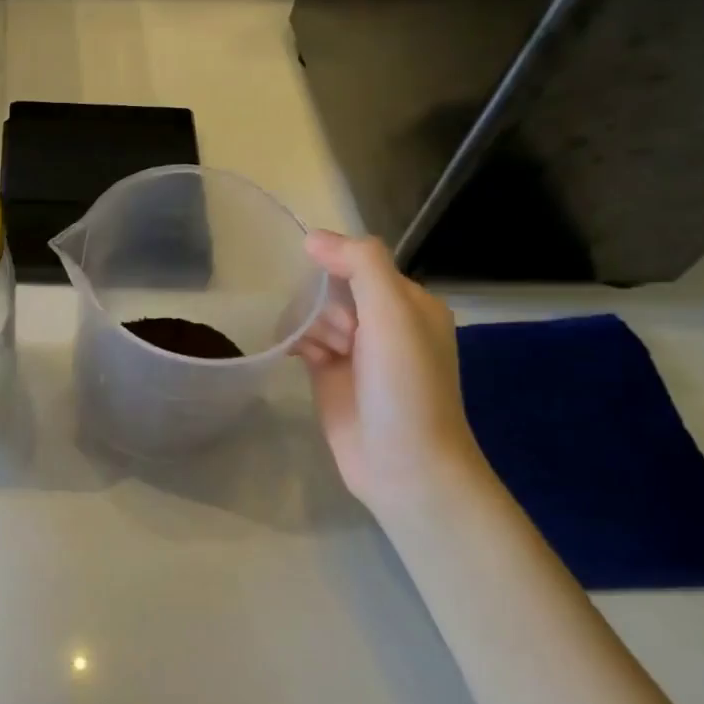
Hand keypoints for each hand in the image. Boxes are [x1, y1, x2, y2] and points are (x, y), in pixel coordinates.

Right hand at [294, 230, 485, 520]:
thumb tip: (314, 237)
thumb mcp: (393, 314)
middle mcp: (384, 323)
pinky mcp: (330, 376)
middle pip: (334, 288)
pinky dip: (296, 342)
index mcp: (410, 303)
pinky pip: (304, 342)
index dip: (337, 267)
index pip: (362, 263)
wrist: (403, 465)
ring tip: (322, 354)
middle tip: (340, 336)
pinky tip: (294, 354)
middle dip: (325, 304)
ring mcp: (355, 351)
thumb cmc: (405, 386)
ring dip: (309, 325)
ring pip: (316, 314)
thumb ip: (360, 265)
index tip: (320, 280)